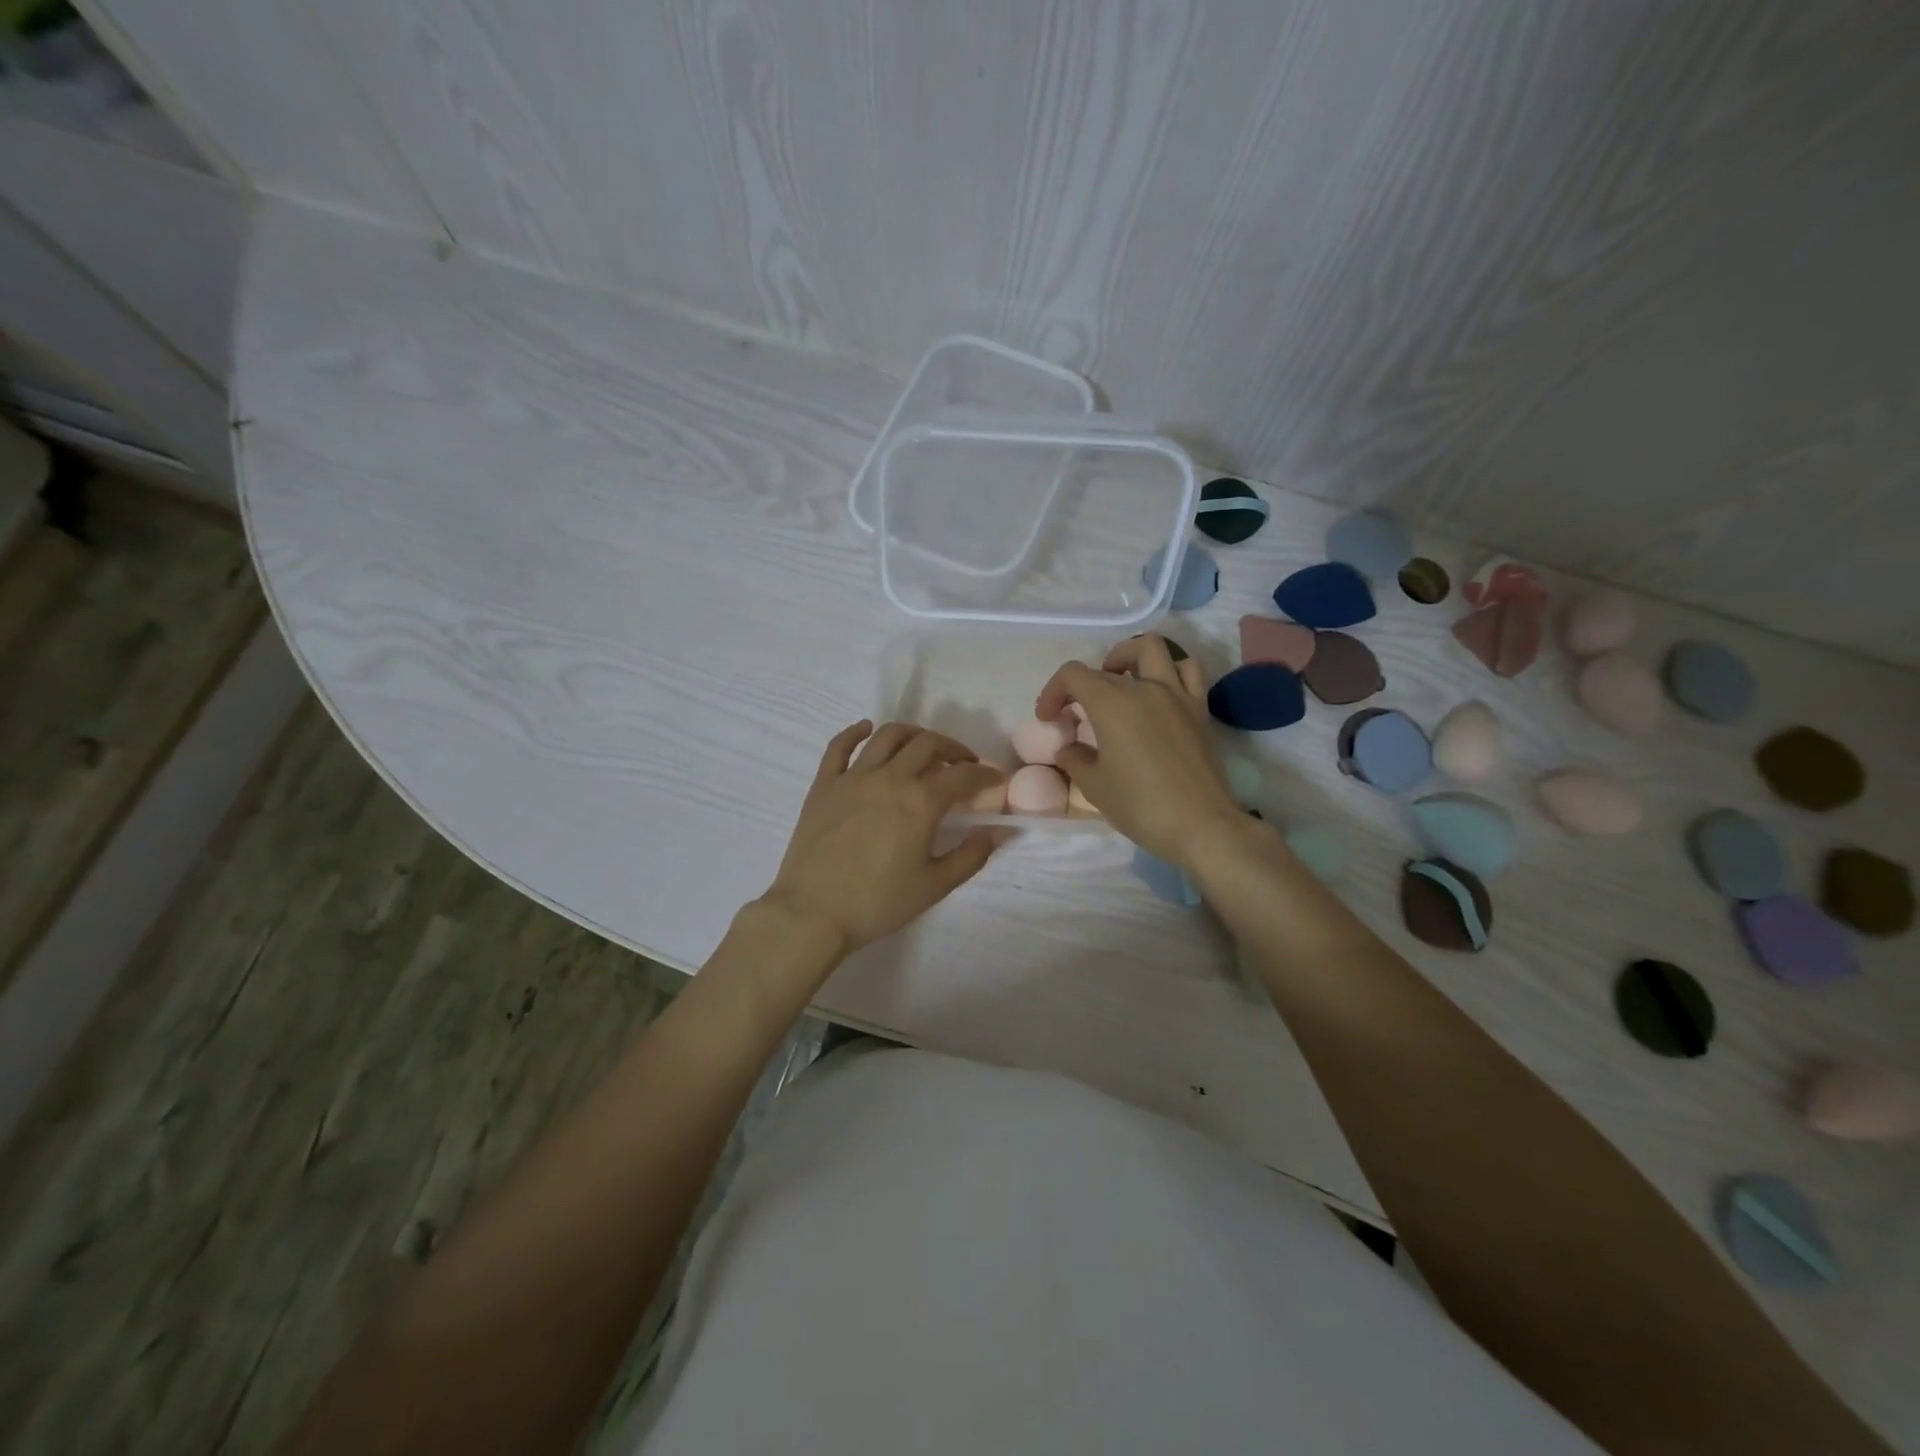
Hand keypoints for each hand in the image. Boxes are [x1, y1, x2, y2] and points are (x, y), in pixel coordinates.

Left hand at [761, 721, 1004, 956]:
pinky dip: (855, 731)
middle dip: (953, 749)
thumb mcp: (934, 886)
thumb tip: (997, 831)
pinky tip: (866, 728)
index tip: (995, 779)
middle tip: (963, 763)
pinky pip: (840, 745)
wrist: (813, 913)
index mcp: (921, 802)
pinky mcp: (824, 784)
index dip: (985, 774)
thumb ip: (971, 856)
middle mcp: (890, 778)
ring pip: (888, 736)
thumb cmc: (878, 903)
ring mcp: (853, 777)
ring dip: (913, 734)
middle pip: (928, 744)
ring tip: (923, 746)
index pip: (963, 775)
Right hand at [1036, 636, 1242, 867]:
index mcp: (1112, 704)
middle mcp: (1145, 688)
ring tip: (1118, 682)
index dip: (1052, 692)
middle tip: (1076, 714)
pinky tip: (1158, 694)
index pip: (1073, 675)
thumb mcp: (1094, 787)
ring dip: (1127, 658)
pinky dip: (1168, 671)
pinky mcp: (1199, 709)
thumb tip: (1069, 748)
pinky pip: (1186, 671)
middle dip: (1081, 687)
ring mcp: (1177, 694)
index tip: (1048, 718)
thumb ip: (1075, 759)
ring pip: (1151, 649)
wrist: (1202, 826)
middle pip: (1104, 669)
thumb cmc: (1141, 806)